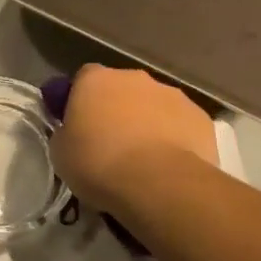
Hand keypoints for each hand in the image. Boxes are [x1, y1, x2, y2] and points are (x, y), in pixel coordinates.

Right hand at [50, 65, 217, 210]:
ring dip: (148, 123)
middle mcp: (134, 77)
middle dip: (118, 110)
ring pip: (155, 105)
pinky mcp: (200, 117)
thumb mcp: (61, 153)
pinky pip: (181, 125)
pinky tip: (169, 166)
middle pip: (122, 89)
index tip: (80, 127)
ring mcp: (172, 94)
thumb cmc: (98, 164)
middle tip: (112, 145)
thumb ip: (66, 134)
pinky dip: (175, 139)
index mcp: (95, 80)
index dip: (81, 101)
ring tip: (144, 161)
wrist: (158, 183)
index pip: (84, 79)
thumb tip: (73, 133)